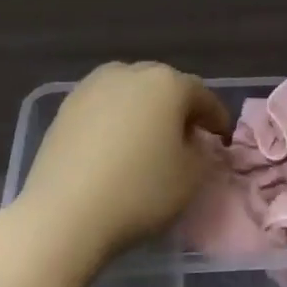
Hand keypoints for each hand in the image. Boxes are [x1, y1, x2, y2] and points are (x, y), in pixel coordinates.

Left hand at [16, 62, 230, 260]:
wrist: (64, 213)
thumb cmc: (139, 191)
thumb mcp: (191, 178)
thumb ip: (203, 152)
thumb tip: (194, 141)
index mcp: (167, 83)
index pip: (202, 95)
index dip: (216, 118)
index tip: (222, 139)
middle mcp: (129, 73)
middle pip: (164, 86)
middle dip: (179, 109)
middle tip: (187, 138)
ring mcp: (92, 87)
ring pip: (130, 93)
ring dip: (145, 111)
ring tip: (148, 140)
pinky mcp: (66, 107)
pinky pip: (103, 108)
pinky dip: (115, 121)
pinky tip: (115, 147)